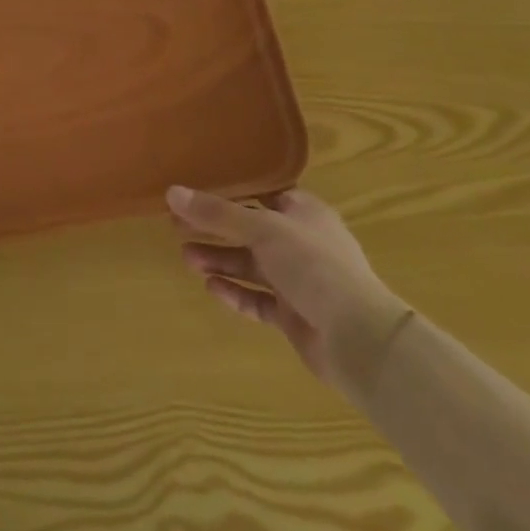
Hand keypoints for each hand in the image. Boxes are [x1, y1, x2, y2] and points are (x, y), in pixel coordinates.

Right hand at [169, 185, 411, 396]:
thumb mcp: (262, 229)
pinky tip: (211, 288)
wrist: (358, 338)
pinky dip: (236, 292)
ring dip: (220, 260)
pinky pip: (258, 298)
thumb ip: (216, 213)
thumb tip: (171, 192)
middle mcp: (301, 242)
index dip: (228, 192)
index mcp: (304, 212)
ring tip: (186, 258)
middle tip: (176, 227)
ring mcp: (299, 280)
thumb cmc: (314, 265)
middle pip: (250, 230)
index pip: (261, 194)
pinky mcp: (294, 314)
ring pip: (251, 265)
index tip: (194, 193)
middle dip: (215, 230)